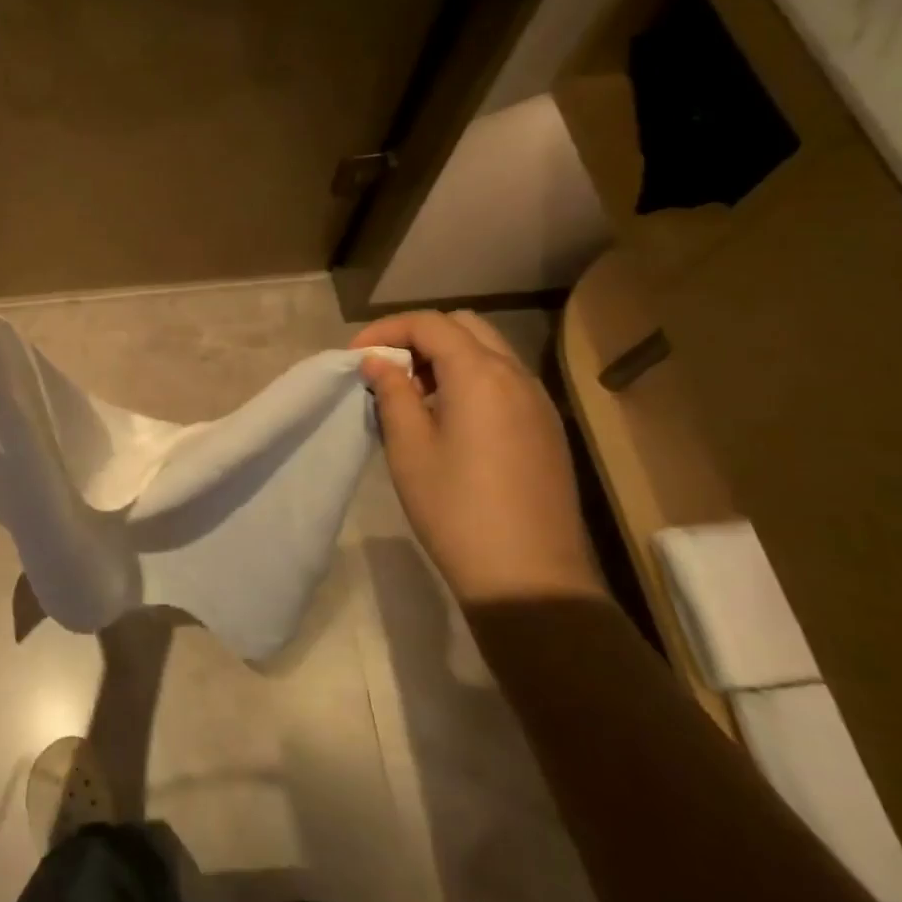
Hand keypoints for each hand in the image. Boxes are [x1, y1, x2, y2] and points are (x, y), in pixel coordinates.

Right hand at [352, 311, 603, 604]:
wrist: (528, 576)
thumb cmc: (455, 509)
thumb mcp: (409, 448)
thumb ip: (393, 393)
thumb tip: (379, 363)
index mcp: (480, 375)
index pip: (429, 324)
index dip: (386, 330)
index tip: (355, 356)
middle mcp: (516, 376)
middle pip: (465, 327)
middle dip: (419, 337)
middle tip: (387, 370)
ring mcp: (538, 402)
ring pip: (489, 352)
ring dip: (447, 358)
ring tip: (413, 394)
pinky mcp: (546, 428)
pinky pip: (505, 380)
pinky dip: (471, 379)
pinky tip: (448, 418)